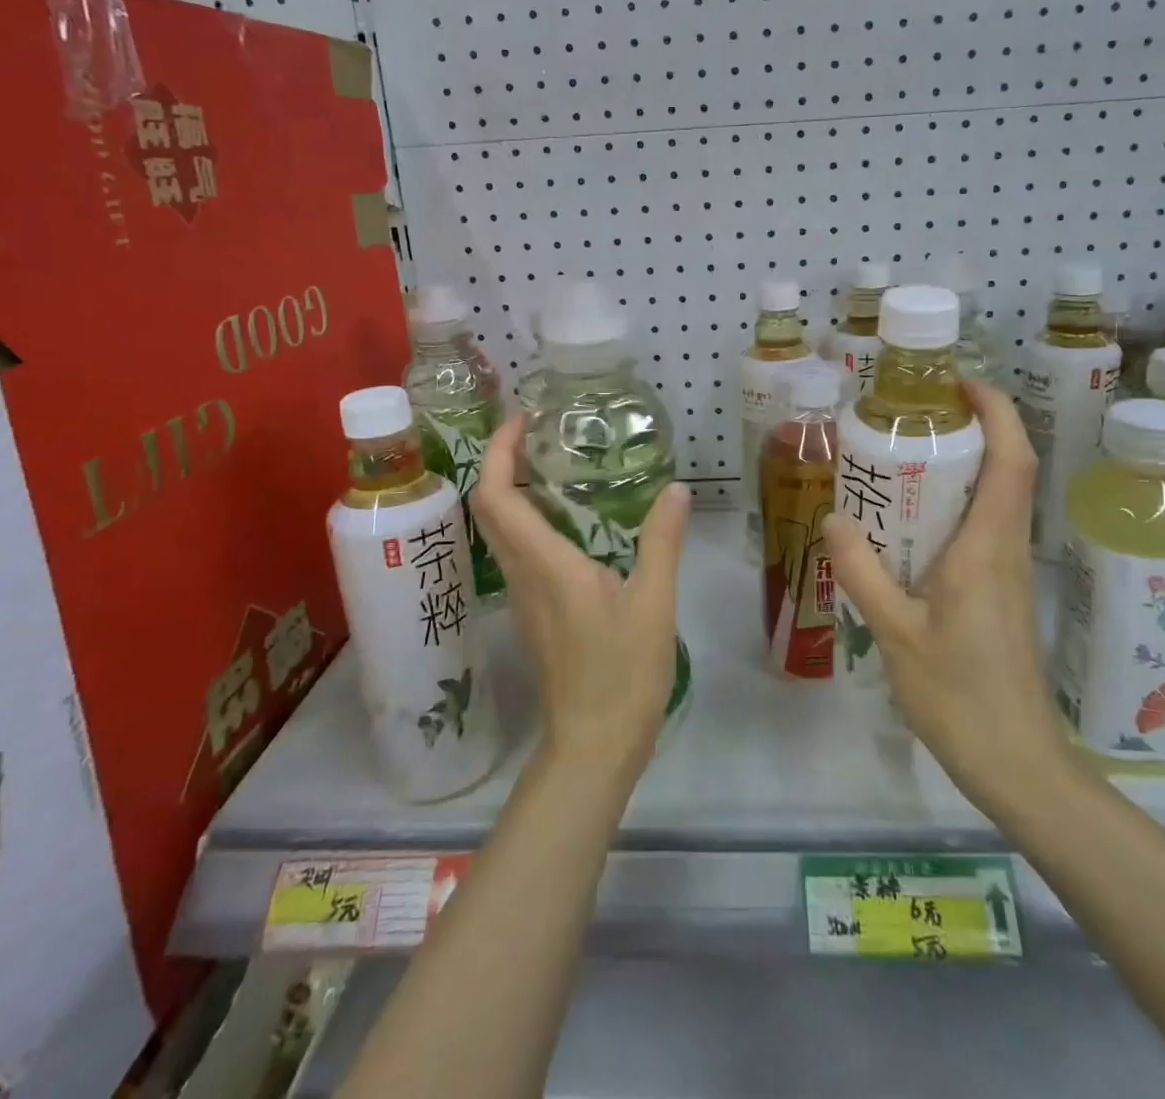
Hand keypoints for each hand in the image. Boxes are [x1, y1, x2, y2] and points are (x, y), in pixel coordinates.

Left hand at [472, 417, 689, 777]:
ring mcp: (522, 595)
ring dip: (513, 489)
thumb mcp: (653, 602)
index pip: (496, 496)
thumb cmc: (622, 673)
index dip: (499, 452)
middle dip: (502, 461)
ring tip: (556, 464)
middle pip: (489, 507)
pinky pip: (518, 551)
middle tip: (539, 432)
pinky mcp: (533, 611)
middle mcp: (520, 573)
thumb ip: (662, 541)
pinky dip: (529, 519)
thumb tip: (676, 489)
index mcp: (544, 563)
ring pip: (500, 529)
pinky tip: (570, 518)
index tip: (521, 420)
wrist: (592, 744)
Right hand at [822, 380, 1068, 813]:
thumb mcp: (896, 632)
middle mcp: (1005, 548)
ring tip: (903, 455)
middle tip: (913, 413)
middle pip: (1007, 468)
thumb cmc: (960, 695)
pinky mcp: (1000, 591)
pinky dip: (955, 503)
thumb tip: (832, 517)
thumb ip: (862, 571)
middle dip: (972, 428)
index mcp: (987, 547)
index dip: (996, 411)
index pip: (1011, 460)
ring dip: (963, 464)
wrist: (1017, 762)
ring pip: (996, 497)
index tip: (958, 383)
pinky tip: (909, 521)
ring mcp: (1007, 570)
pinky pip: (983, 527)